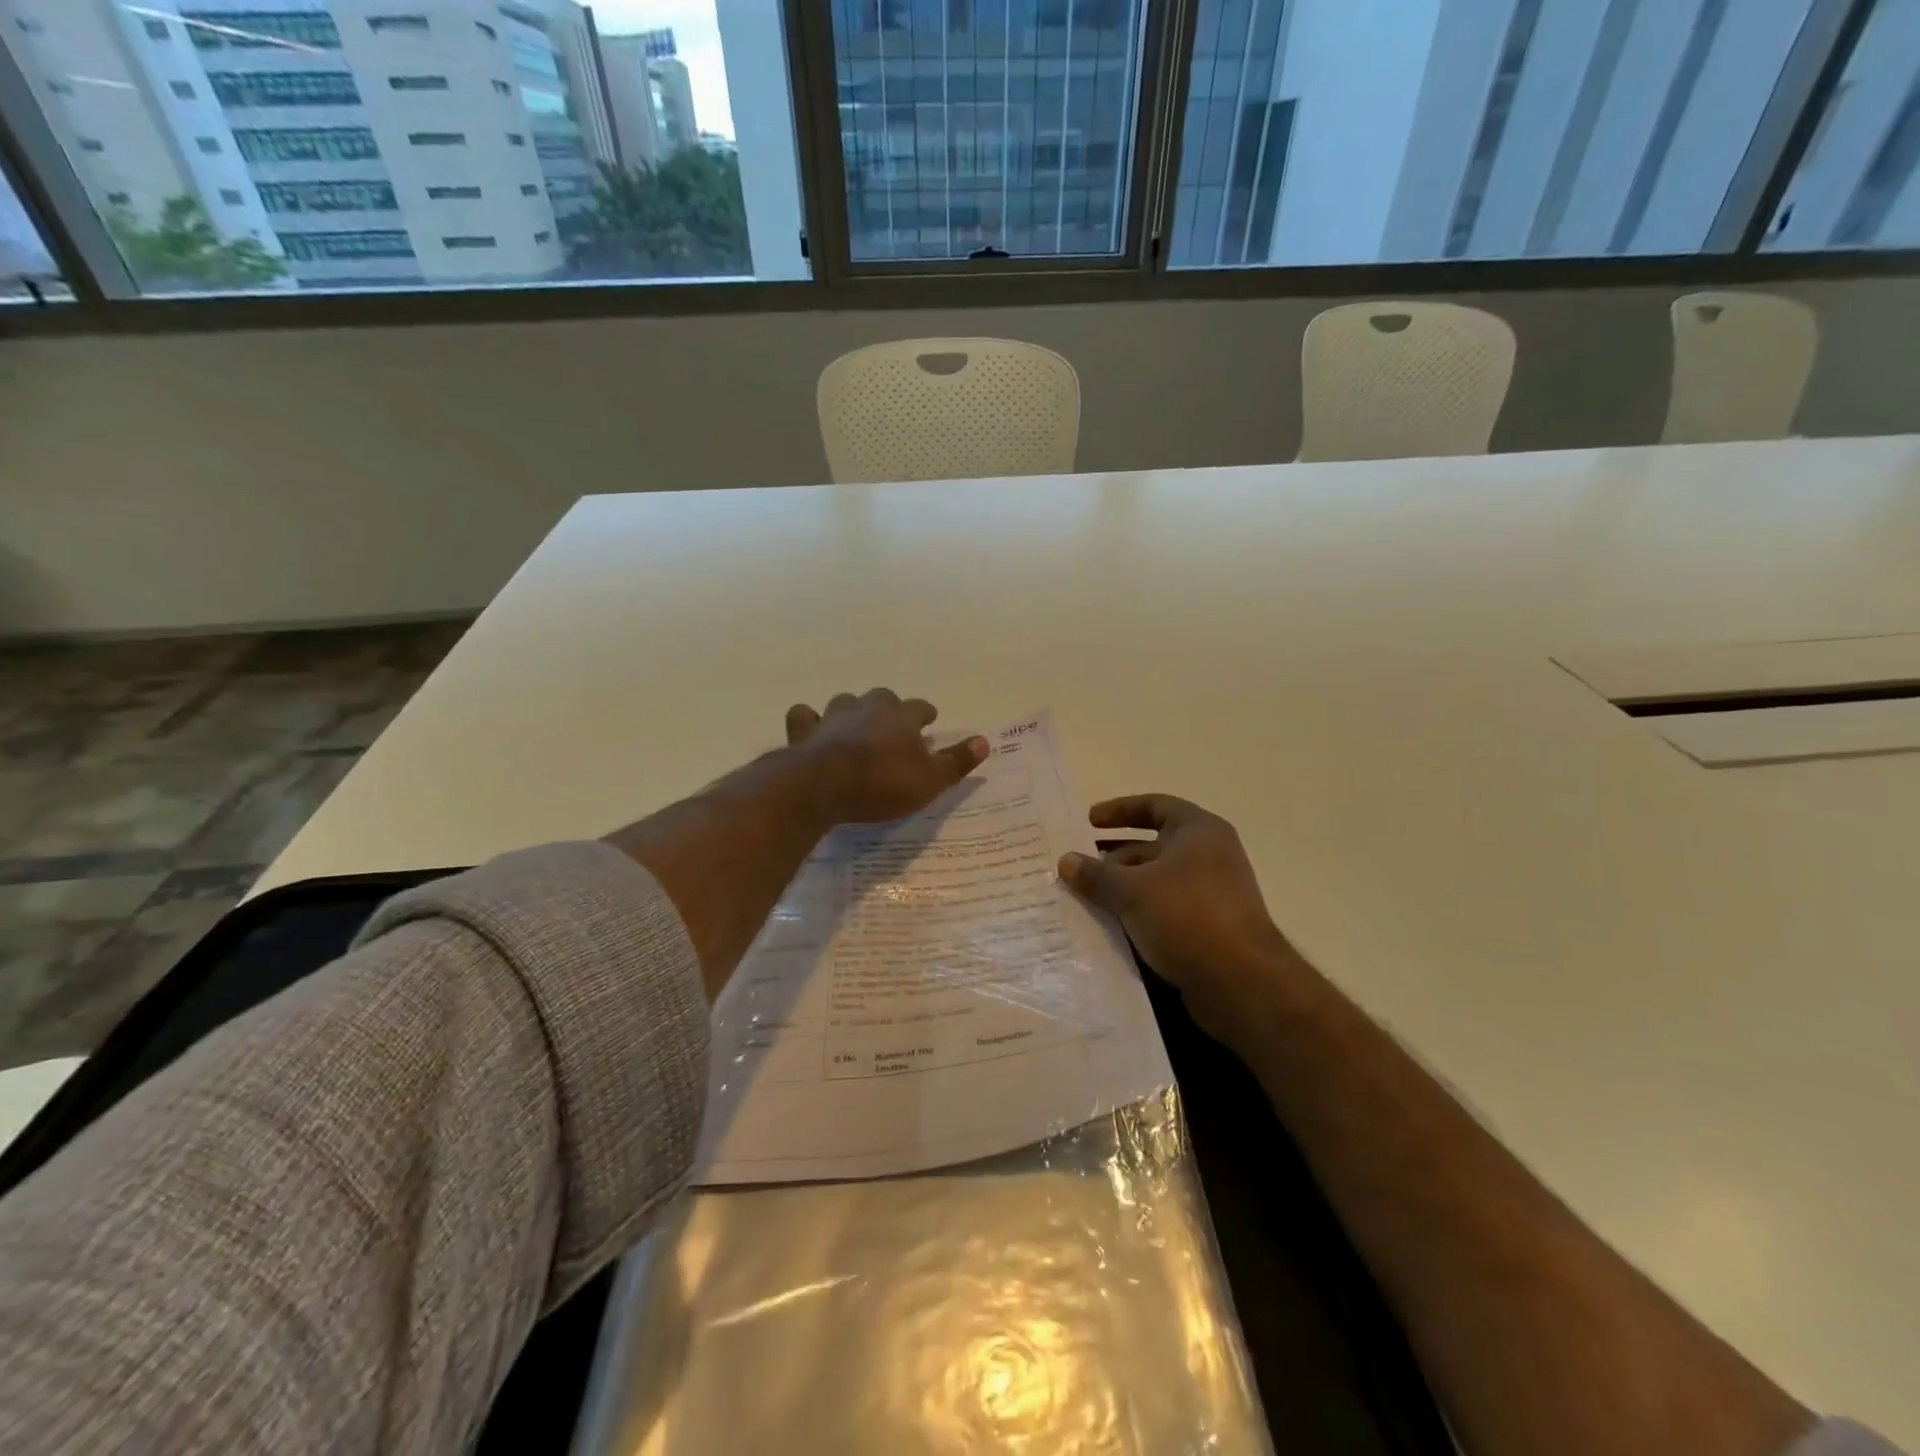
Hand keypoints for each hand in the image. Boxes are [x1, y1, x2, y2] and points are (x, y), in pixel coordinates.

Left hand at [787, 689, 988, 825]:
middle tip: (893, 723)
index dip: (925, 713)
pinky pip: (805, 716)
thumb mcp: (930, 780)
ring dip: (852, 710)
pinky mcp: (805, 731)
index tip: (929, 720)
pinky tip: (811, 730)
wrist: (823, 785)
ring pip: (845, 701)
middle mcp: (868, 708)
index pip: (919, 707)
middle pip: (882, 697)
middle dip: (889, 707)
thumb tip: (984, 741)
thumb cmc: (883, 783)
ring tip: (855, 724)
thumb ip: (956, 761)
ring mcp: (833, 716)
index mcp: (901, 717)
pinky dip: (809, 720)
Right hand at [1058, 795, 1307, 1043]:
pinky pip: (1165, 910)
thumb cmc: (1187, 917)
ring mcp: (1212, 894)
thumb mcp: (1132, 891)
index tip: (1088, 821)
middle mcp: (1210, 856)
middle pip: (1153, 846)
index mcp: (1199, 831)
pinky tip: (1110, 927)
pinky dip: (1138, 913)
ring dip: (1123, 888)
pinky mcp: (1210, 928)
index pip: (1155, 806)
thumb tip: (1066, 860)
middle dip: (1114, 857)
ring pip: (1157, 881)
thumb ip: (1096, 874)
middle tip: (1077, 868)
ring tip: (1085, 899)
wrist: (1241, 983)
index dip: (1120, 810)